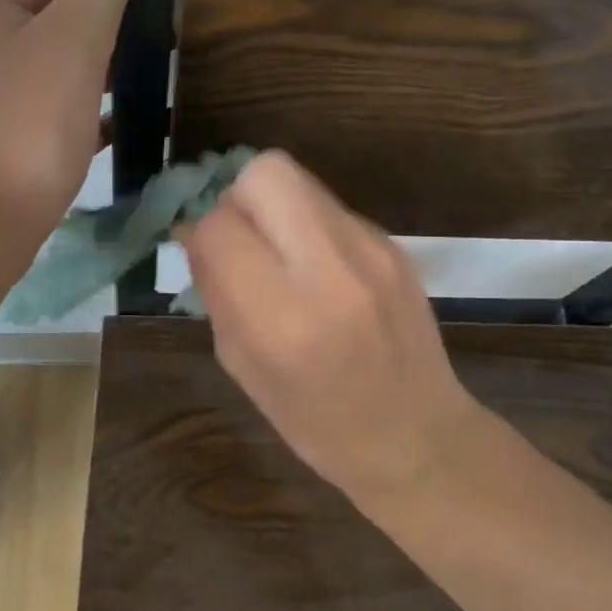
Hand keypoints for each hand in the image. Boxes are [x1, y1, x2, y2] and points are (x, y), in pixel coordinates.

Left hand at [0, 0, 161, 254]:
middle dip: (116, 9)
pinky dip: (95, 103)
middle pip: (65, 3)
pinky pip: (64, 103)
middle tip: (172, 29)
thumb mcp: (73, 38)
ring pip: (65, 55)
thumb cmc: (25, 127)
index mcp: (1, 6)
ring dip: (107, 56)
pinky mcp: (13, 134)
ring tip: (157, 69)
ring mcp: (0, 90)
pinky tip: (127, 119)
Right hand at [177, 151, 482, 504]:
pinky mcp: (393, 244)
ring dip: (273, 204)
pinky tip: (318, 265)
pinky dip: (308, 224)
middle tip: (241, 235)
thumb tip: (195, 231)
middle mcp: (329, 272)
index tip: (205, 250)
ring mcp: (370, 251)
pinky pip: (330, 207)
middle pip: (265, 173)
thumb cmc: (316, 421)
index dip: (201, 231)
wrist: (416, 437)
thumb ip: (217, 291)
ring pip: (299, 179)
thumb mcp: (242, 366)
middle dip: (237, 195)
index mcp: (281, 319)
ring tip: (277, 248)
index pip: (219, 226)